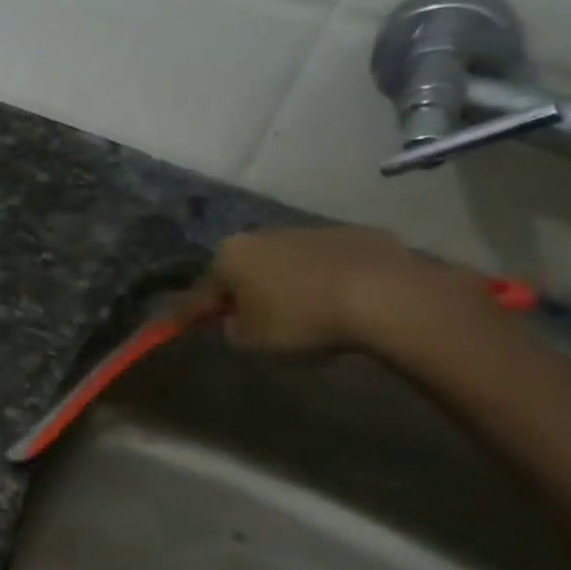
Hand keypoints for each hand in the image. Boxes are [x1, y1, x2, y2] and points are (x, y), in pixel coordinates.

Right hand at [178, 226, 491, 352]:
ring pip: (287, 263)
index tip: (186, 325)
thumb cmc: (301, 318)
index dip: (195, 311)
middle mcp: (263, 234)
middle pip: (245, 268)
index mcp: (230, 255)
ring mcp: (310, 230)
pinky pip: (328, 263)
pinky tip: (341, 304)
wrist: (384, 295)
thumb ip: (231, 329)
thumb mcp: (250, 339)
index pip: (202, 289)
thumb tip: (236, 322)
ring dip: (287, 284)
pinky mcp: (354, 235)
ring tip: (305, 314)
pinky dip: (326, 280)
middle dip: (246, 291)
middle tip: (256, 321)